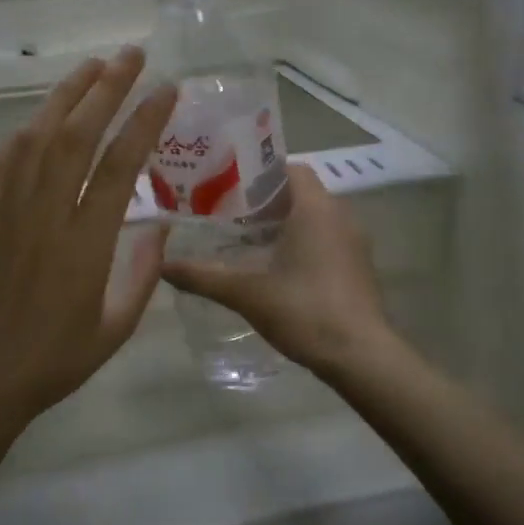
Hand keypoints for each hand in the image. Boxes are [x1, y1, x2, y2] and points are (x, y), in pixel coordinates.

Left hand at [0, 49, 177, 451]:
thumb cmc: (57, 360)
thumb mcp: (117, 327)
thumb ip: (145, 273)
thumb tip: (164, 224)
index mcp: (84, 246)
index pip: (118, 166)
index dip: (143, 122)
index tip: (166, 90)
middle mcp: (45, 217)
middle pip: (74, 136)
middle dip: (105, 88)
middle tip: (132, 54)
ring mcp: (10, 213)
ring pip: (35, 138)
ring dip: (64, 96)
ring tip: (92, 67)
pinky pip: (3, 161)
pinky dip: (25, 129)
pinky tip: (42, 117)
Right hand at [163, 164, 390, 377]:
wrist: (360, 356)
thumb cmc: (304, 311)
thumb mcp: (247, 293)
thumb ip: (203, 276)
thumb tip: (163, 266)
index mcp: (316, 208)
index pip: (290, 169)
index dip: (258, 174)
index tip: (228, 188)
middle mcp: (340, 216)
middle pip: (299, 193)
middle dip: (265, 201)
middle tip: (227, 215)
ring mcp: (354, 242)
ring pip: (314, 218)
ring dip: (284, 224)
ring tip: (246, 241)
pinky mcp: (359, 267)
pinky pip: (327, 239)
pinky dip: (302, 244)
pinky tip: (276, 269)